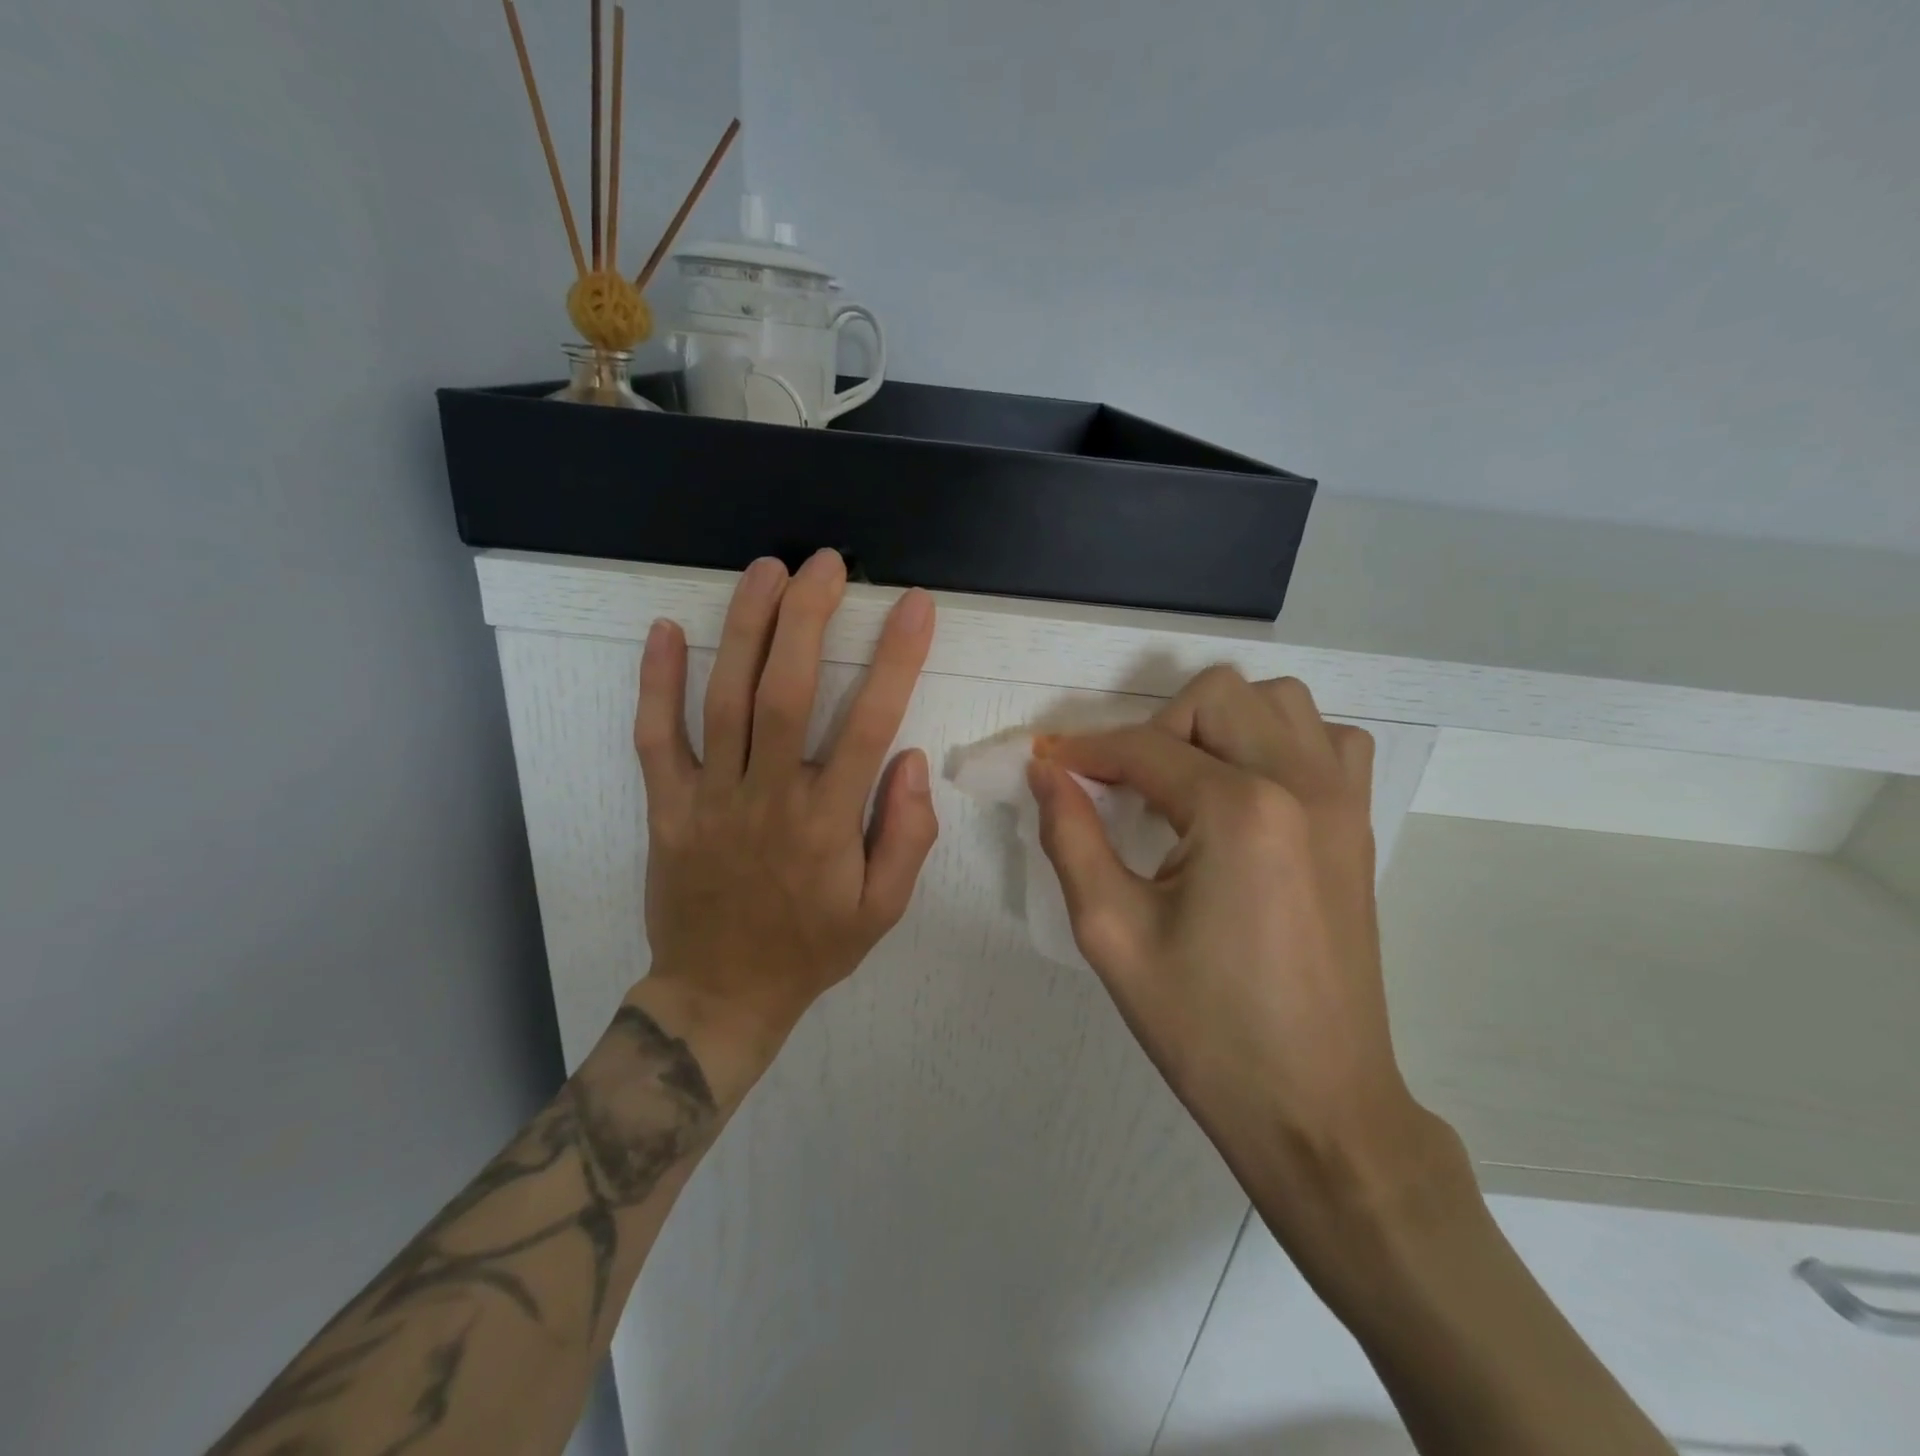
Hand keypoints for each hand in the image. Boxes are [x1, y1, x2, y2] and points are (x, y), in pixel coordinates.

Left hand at [634, 550, 938, 1065]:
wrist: (721, 994)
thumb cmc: (811, 949)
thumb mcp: (883, 910)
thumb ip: (907, 836)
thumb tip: (913, 759)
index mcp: (828, 823)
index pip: (870, 725)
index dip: (896, 659)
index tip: (914, 605)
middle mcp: (768, 798)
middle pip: (786, 692)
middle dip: (809, 618)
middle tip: (826, 563)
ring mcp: (710, 799)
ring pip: (724, 701)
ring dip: (744, 628)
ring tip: (766, 570)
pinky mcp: (667, 808)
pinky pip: (656, 739)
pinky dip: (657, 684)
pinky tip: (665, 631)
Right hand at [1029, 667, 1444, 1212]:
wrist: (1317, 1107)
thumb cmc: (1205, 1029)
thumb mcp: (1111, 933)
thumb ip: (1071, 837)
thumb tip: (1046, 772)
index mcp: (1239, 811)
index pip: (1144, 749)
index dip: (1084, 751)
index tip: (1047, 764)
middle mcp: (1300, 784)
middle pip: (1216, 697)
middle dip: (1154, 729)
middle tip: (1123, 789)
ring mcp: (1341, 801)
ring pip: (1279, 702)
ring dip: (1219, 724)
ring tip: (1186, 783)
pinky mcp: (1359, 827)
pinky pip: (1329, 741)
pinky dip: (1282, 742)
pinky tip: (1250, 792)